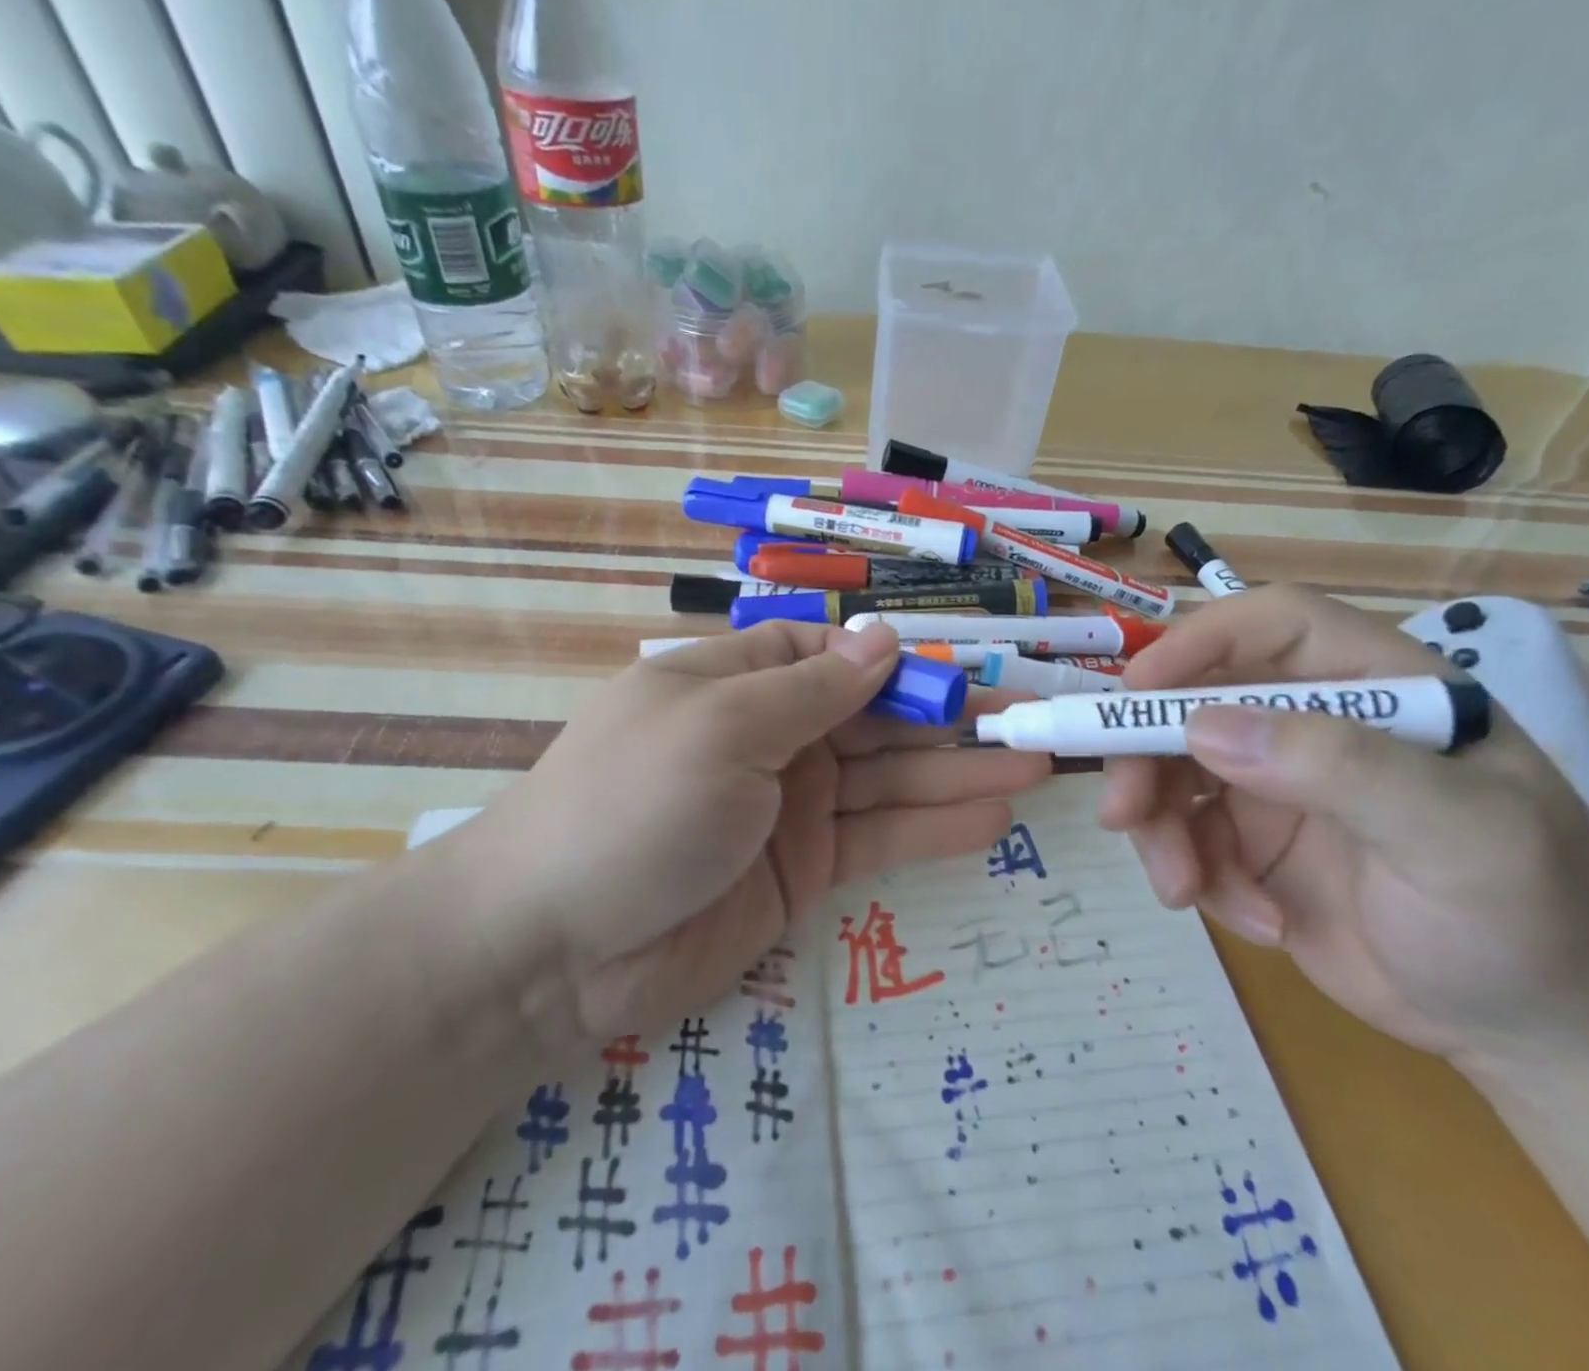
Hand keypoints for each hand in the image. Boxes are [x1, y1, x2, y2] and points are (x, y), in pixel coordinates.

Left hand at [441, 621, 1049, 1044]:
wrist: (552, 951)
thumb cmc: (632, 805)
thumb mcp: (722, 728)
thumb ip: (812, 688)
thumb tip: (885, 637)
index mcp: (740, 682)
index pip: (834, 655)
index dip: (899, 662)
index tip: (967, 672)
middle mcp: (771, 736)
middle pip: (876, 718)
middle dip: (951, 720)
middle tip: (1034, 721)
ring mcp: (790, 805)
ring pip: (889, 779)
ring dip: (959, 773)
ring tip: (1035, 767)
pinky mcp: (803, 869)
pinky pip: (879, 838)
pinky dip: (932, 829)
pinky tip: (992, 820)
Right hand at [1098, 585, 1588, 1060]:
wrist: (1538, 1034)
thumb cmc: (1527, 920)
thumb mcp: (1459, 837)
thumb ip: (1340, 767)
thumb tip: (1203, 727)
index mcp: (1376, 688)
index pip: (1273, 625)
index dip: (1199, 642)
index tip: (1137, 690)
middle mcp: (1312, 724)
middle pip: (1192, 703)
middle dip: (1145, 757)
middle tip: (1122, 814)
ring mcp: (1274, 785)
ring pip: (1171, 773)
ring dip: (1161, 829)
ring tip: (1183, 889)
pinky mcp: (1250, 843)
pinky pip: (1184, 836)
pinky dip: (1196, 876)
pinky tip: (1253, 922)